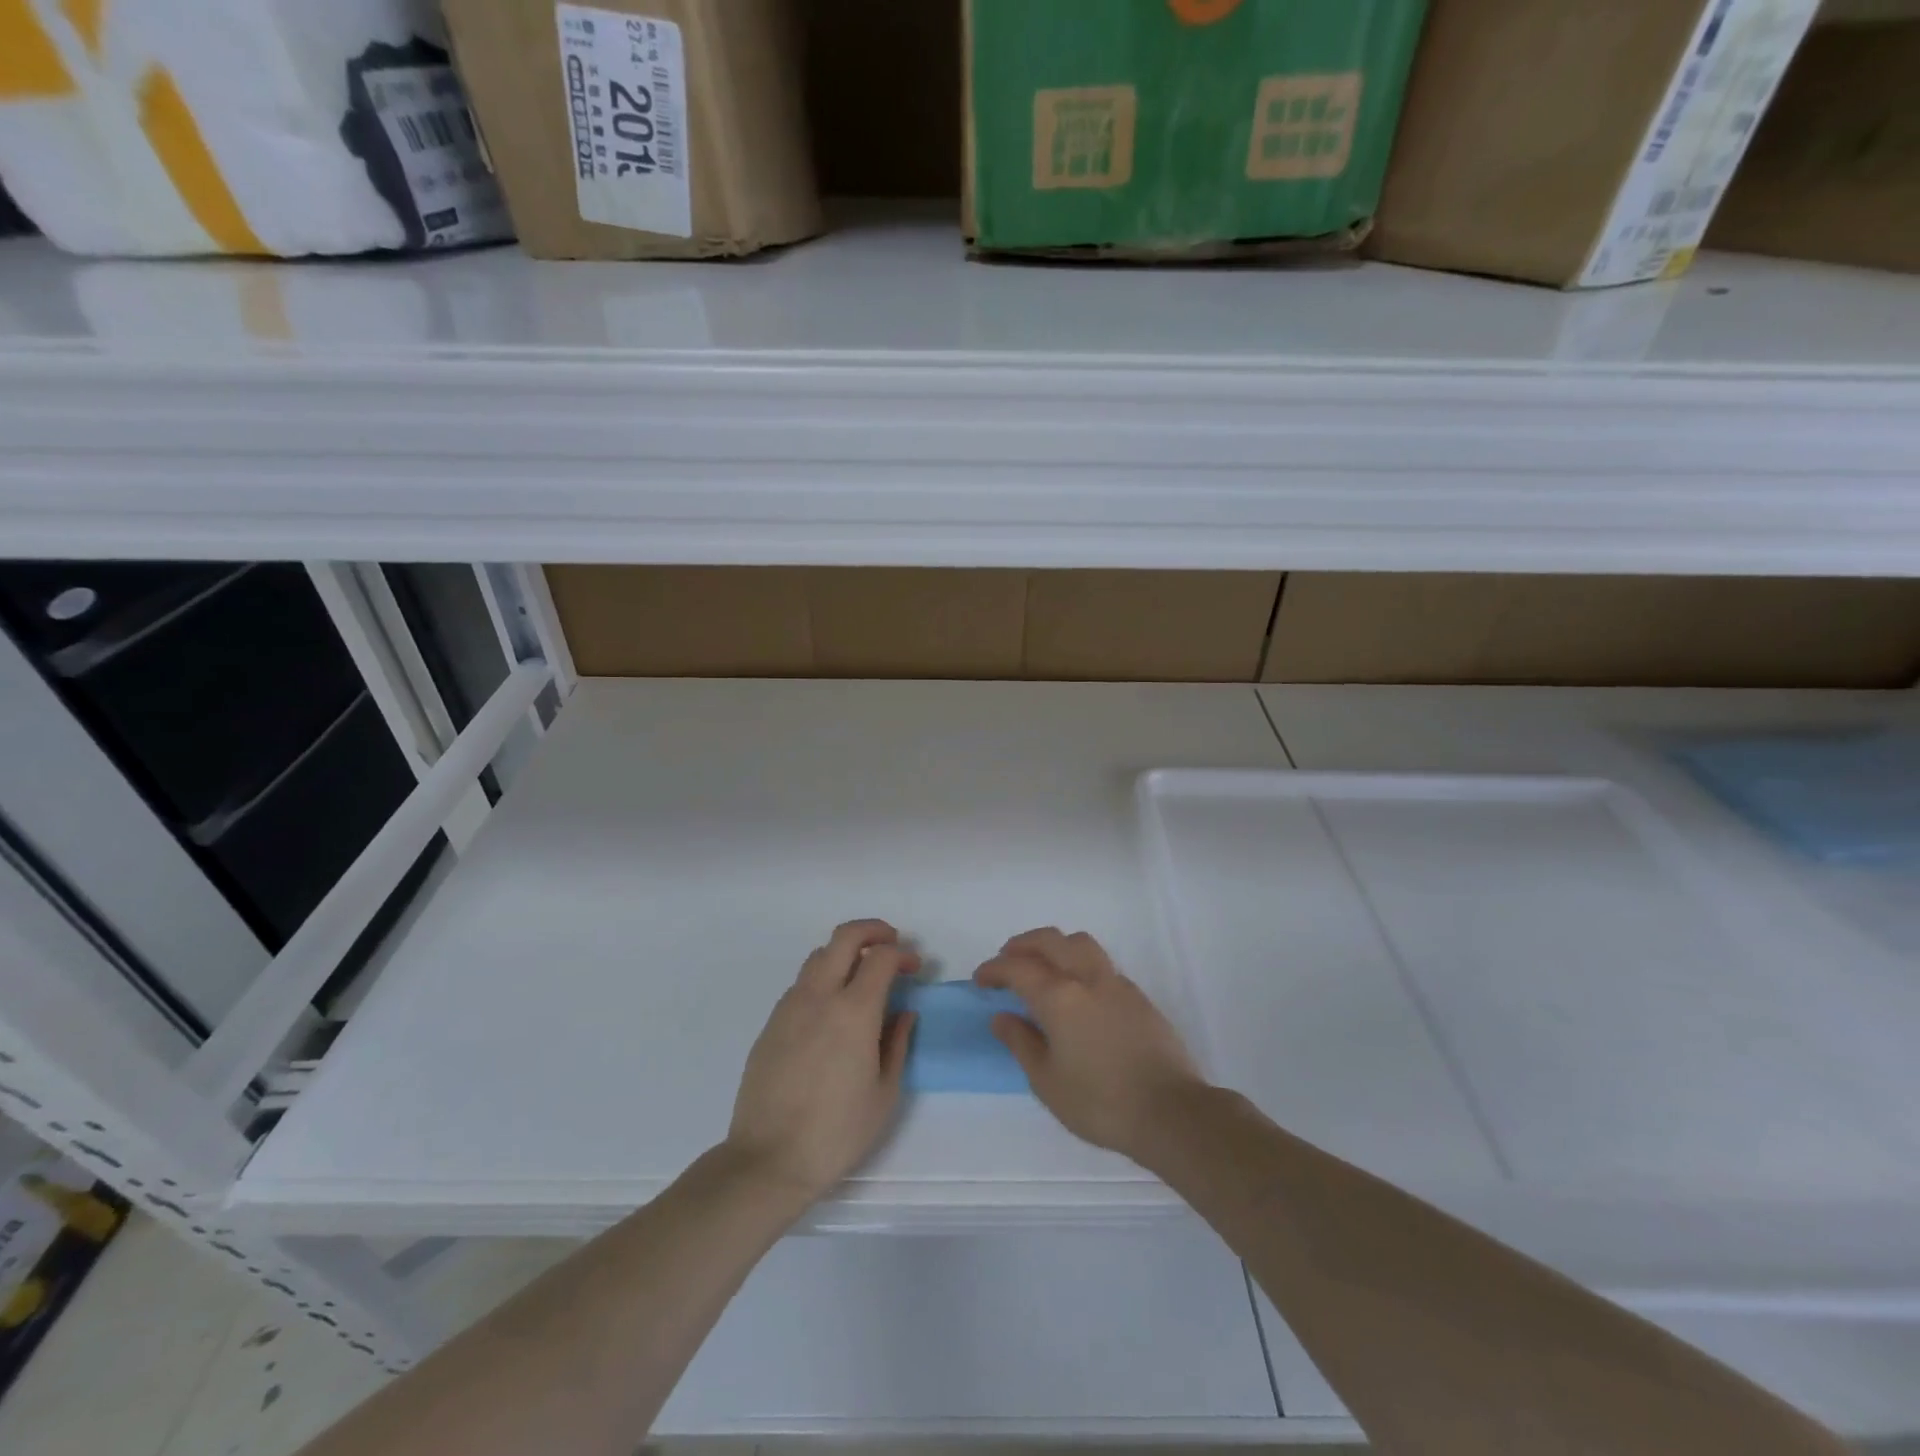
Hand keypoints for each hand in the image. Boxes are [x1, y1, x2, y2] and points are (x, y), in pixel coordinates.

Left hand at [726, 920, 916, 1202]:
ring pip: (819, 956)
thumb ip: (898, 1044)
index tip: (914, 968)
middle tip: (891, 944)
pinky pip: (801, 983)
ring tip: (861, 977)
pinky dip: (823, 979)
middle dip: (873, 931)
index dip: (902, 954)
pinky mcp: (771, 1023)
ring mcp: (790, 1006)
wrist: (768, 1160)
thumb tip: (904, 1012)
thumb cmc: (837, 1132)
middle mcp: (820, 996)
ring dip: (845, 953)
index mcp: (854, 1011)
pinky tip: (831, 1009)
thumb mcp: (884, 1093)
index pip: (881, 957)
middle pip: (845, 936)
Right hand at [975, 928, 1207, 1164]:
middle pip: (1050, 941)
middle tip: (1006, 960)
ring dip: (1054, 945)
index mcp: (1059, 997)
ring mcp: (1116, 983)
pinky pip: (1101, 963)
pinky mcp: (1138, 996)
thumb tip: (1001, 1017)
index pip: (1018, 968)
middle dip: (1022, 944)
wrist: (1170, 1112)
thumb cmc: (1100, 1102)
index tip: (980, 979)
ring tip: (1041, 965)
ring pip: (1080, 943)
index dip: (994, 969)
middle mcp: (1087, 978)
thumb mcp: (1047, 1081)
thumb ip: (1021, 1043)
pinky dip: (1078, 962)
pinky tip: (1076, 990)